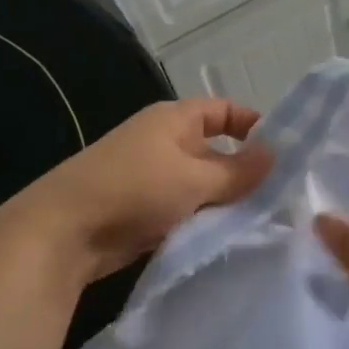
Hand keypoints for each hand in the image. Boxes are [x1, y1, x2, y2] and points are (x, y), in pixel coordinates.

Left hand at [16, 98, 272, 282]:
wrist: (64, 232)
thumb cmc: (134, 189)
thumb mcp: (194, 179)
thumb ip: (238, 171)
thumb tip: (276, 156)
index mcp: (174, 120)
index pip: (223, 111)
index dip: (254, 125)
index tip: (284, 153)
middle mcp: (164, 142)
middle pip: (215, 150)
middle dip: (245, 172)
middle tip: (283, 197)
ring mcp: (153, 177)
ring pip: (202, 185)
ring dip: (225, 201)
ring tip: (263, 221)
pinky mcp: (144, 210)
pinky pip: (185, 209)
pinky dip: (204, 220)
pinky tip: (229, 238)